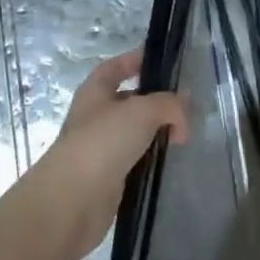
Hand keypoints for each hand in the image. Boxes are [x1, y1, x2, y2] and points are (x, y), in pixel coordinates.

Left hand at [24, 51, 188, 259]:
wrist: (73, 200)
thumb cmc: (103, 142)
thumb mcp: (142, 111)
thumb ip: (168, 104)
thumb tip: (183, 110)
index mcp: (95, 91)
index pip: (116, 66)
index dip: (136, 59)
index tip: (162, 60)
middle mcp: (96, 116)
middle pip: (130, 100)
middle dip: (157, 101)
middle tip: (186, 109)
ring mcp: (101, 147)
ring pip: (135, 132)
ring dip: (157, 132)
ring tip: (183, 138)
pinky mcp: (109, 176)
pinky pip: (136, 159)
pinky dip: (152, 157)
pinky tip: (169, 161)